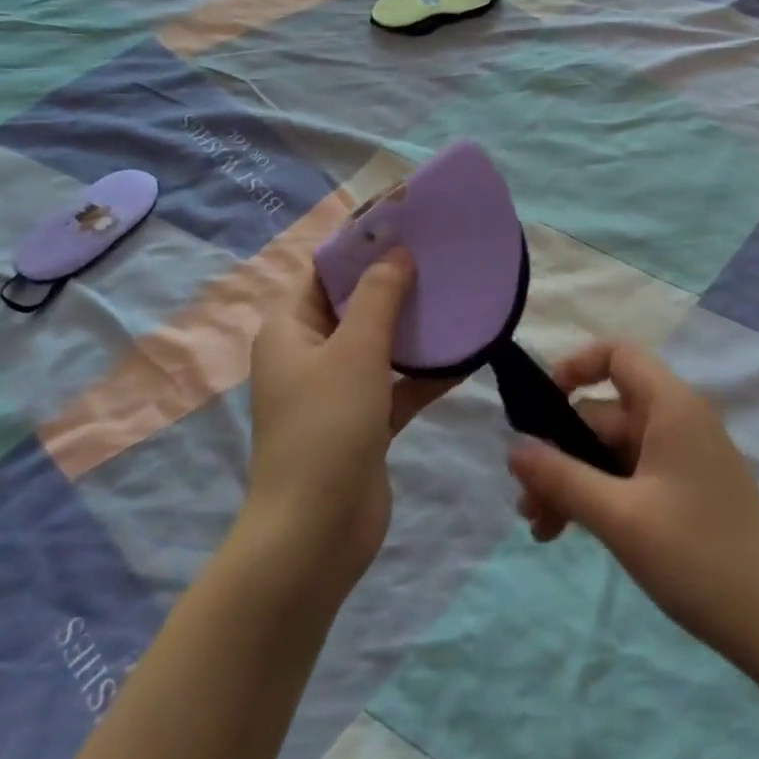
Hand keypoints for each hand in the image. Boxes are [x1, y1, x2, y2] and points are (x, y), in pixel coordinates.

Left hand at [245, 252, 457, 596]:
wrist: (315, 537)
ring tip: (457, 294)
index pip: (324, 270)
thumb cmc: (326, 428)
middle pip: (354, 303)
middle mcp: (309, 353)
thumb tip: (397, 252)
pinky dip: (426, 371)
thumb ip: (378, 296)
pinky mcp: (364, 422)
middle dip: (394, 280)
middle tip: (440, 254)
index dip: (361, 243)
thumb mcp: (354, 350)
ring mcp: (337, 390)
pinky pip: (398, 384)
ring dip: (414, 326)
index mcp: (290, 329)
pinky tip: (467, 355)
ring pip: (380, 343)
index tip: (405, 222)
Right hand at [507, 341, 758, 678]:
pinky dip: (600, 497)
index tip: (540, 406)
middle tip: (526, 503)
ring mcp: (683, 458)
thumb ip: (562, 478)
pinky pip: (631, 477)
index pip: (618, 355)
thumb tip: (513, 448)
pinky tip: (571, 533)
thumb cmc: (699, 558)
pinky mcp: (686, 492)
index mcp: (671, 406)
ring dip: (575, 482)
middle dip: (561, 453)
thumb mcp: (620, 518)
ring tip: (541, 529)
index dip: (576, 367)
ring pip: (613, 452)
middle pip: (605, 415)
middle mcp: (678, 421)